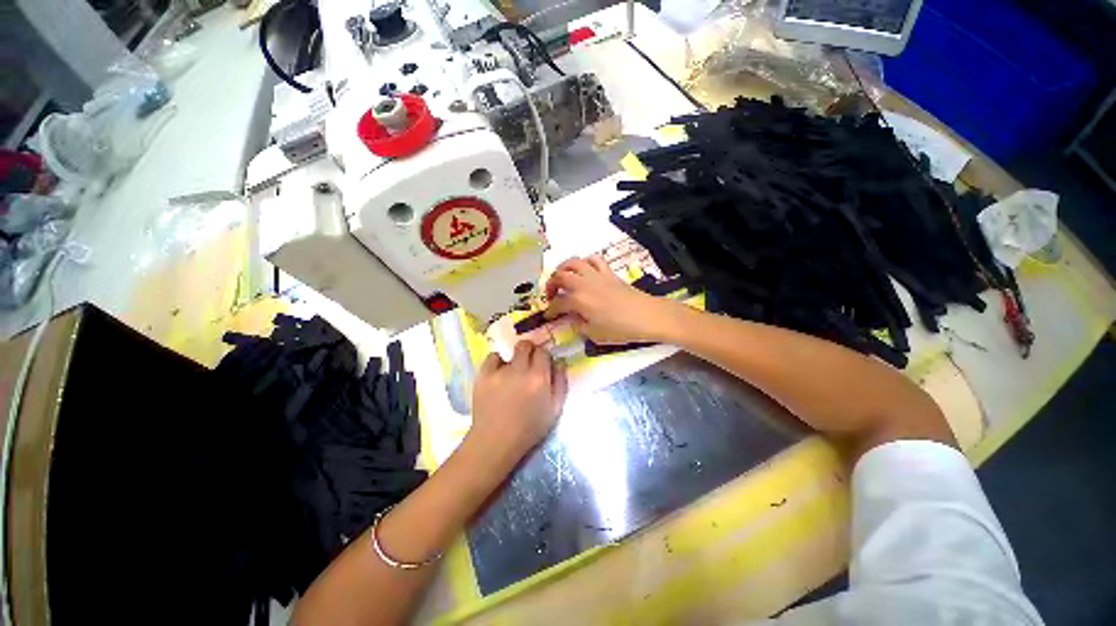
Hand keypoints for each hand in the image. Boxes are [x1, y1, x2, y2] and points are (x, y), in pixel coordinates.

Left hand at [468, 341, 567, 465]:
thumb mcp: (555, 409)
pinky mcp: (483, 375)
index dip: (543, 356)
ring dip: (513, 359)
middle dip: (529, 351)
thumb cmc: (529, 428)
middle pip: (526, 346)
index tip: (541, 364)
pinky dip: (497, 362)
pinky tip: (499, 374)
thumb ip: (560, 383)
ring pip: (510, 352)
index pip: (543, 352)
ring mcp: (500, 371)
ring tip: (511, 373)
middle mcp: (520, 370)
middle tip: (527, 363)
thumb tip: (559, 362)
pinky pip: (492, 357)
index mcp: (539, 378)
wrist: (495, 441)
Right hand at [543, 255, 684, 344]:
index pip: (558, 303)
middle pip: (560, 276)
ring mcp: (597, 275)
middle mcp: (584, 284)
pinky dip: (586, 262)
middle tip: (551, 295)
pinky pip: (594, 259)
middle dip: (550, 284)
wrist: (646, 316)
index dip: (550, 310)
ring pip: (574, 262)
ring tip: (563, 277)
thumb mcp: (594, 334)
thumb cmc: (620, 329)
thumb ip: (579, 326)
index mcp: (578, 301)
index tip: (548, 316)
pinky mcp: (609, 273)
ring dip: (564, 268)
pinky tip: (585, 270)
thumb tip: (573, 320)